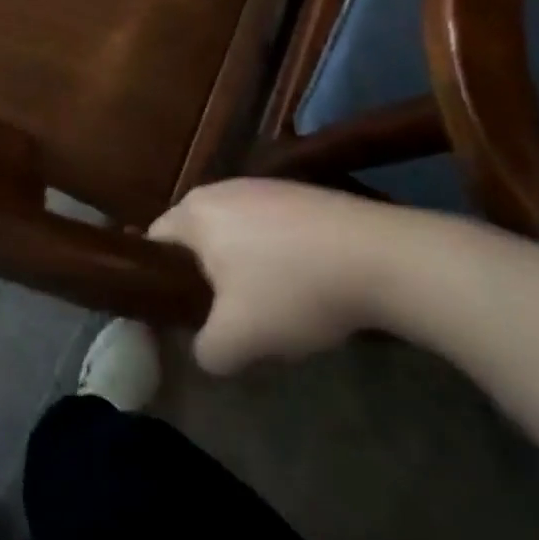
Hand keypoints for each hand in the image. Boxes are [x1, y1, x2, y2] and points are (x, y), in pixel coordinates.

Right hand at [149, 180, 410, 372]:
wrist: (383, 258)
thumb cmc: (292, 289)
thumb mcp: (239, 338)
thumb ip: (207, 351)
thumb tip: (206, 352)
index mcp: (194, 212)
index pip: (155, 243)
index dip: (160, 281)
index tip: (180, 314)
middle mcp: (222, 188)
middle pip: (197, 238)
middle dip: (208, 278)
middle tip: (227, 317)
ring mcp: (265, 187)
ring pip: (237, 234)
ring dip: (246, 269)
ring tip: (273, 307)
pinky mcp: (304, 194)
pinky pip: (273, 229)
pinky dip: (280, 258)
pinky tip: (308, 286)